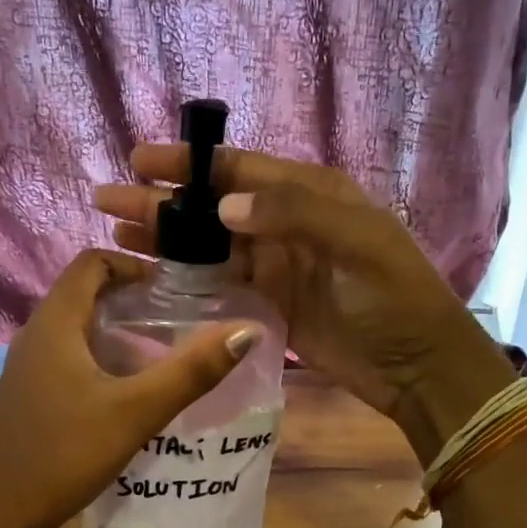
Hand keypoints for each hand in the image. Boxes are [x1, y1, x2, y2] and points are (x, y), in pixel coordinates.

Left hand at [0, 249, 258, 527]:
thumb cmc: (65, 453)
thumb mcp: (137, 411)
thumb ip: (191, 371)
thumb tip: (247, 330)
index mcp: (55, 322)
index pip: (92, 262)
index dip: (134, 265)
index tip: (173, 289)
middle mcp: (36, 333)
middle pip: (85, 291)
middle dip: (131, 297)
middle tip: (176, 320)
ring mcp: (29, 364)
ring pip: (77, 326)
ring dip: (117, 328)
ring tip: (160, 353)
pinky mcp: (29, 392)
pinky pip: (68, 354)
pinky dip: (101, 355)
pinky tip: (127, 390)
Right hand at [93, 147, 508, 440]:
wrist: (417, 366)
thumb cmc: (394, 297)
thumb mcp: (357, 242)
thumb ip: (294, 213)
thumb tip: (223, 207)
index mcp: (309, 194)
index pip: (238, 169)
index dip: (188, 164)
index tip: (140, 161)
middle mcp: (284, 224)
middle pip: (213, 208)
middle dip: (163, 203)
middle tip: (109, 201)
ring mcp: (274, 267)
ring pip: (209, 247)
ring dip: (167, 240)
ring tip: (117, 235)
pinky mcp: (268, 306)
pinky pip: (220, 285)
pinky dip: (188, 280)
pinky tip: (153, 278)